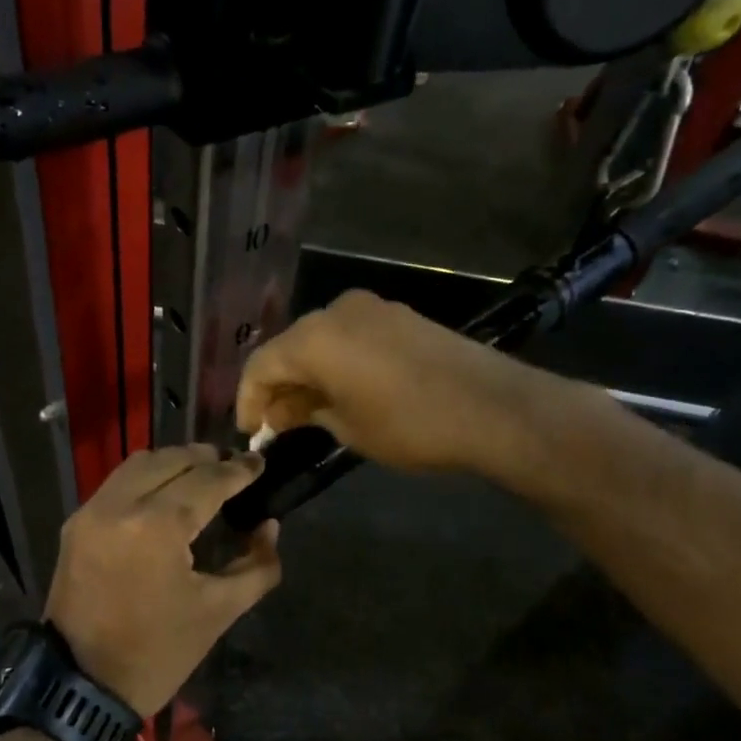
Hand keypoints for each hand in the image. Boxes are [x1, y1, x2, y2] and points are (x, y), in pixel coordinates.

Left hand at [44, 446, 282, 717]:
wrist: (81, 684)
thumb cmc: (157, 652)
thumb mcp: (218, 612)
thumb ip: (256, 565)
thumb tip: (269, 526)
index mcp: (158, 526)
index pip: (208, 480)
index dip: (239, 470)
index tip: (260, 462)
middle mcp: (120, 505)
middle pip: (172, 460)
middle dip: (207, 459)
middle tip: (234, 467)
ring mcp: (92, 511)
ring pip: (139, 464)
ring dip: (174, 463)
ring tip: (202, 475)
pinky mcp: (76, 524)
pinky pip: (117, 483)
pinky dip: (146, 478)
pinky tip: (166, 494)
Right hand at [237, 290, 558, 475]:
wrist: (492, 407)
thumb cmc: (409, 425)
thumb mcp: (347, 428)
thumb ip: (304, 413)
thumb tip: (280, 412)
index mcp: (314, 338)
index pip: (260, 365)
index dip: (248, 399)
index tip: (249, 431)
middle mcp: (336, 311)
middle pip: (289, 347)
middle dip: (278, 386)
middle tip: (276, 425)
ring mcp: (371, 308)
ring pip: (320, 341)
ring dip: (308, 374)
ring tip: (308, 412)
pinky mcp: (398, 315)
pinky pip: (349, 337)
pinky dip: (336, 363)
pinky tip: (342, 392)